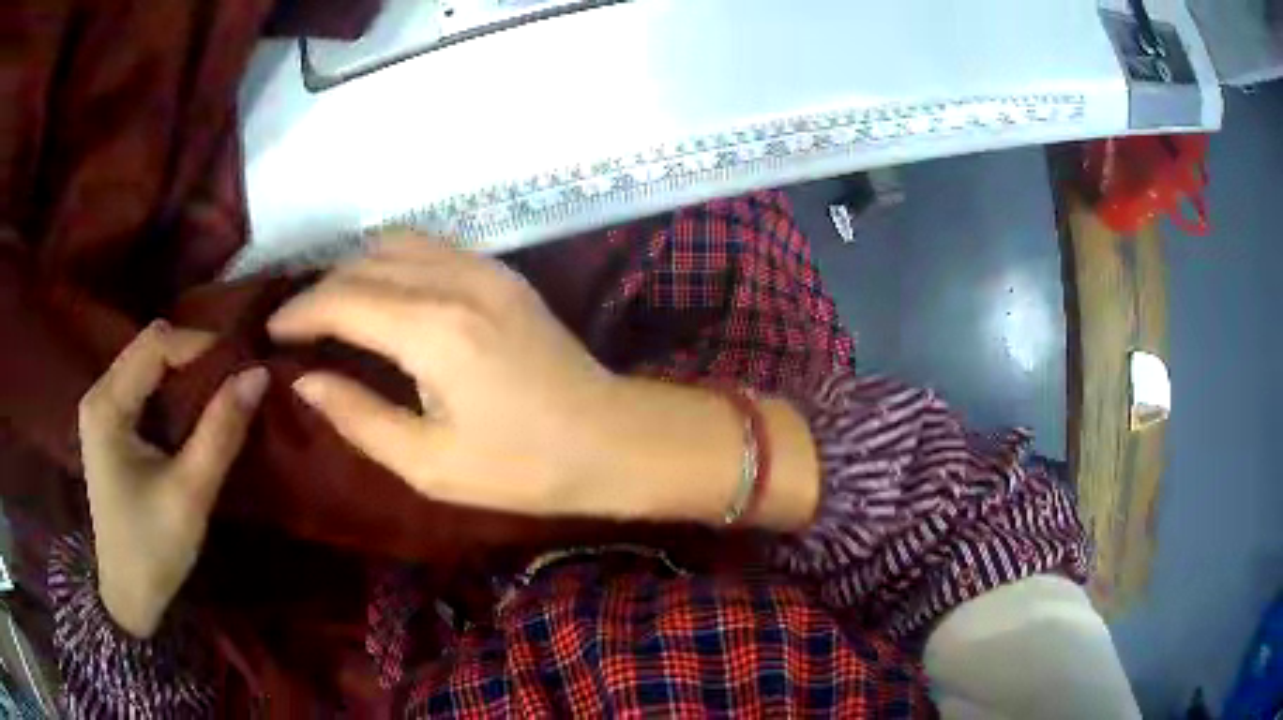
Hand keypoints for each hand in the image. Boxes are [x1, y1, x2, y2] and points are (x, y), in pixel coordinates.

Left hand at [78, 322, 267, 637]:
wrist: (128, 595)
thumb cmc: (154, 550)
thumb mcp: (191, 494)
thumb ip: (221, 432)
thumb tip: (257, 374)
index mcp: (107, 406)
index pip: (155, 345)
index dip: (199, 346)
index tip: (240, 366)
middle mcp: (98, 394)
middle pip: (148, 346)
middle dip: (192, 356)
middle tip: (231, 381)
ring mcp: (100, 408)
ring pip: (146, 362)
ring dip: (183, 372)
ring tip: (217, 395)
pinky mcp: (108, 424)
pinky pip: (142, 385)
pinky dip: (170, 389)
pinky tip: (189, 414)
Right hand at [268, 236, 620, 515]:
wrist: (612, 440)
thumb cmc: (523, 468)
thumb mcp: (429, 464)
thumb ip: (359, 417)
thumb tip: (307, 381)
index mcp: (432, 330)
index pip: (341, 300)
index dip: (298, 313)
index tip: (271, 333)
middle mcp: (454, 281)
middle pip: (363, 264)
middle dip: (320, 290)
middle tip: (296, 327)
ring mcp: (484, 269)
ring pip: (396, 244)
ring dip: (354, 269)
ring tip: (332, 309)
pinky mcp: (502, 273)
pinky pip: (430, 247)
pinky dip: (392, 262)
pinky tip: (383, 294)